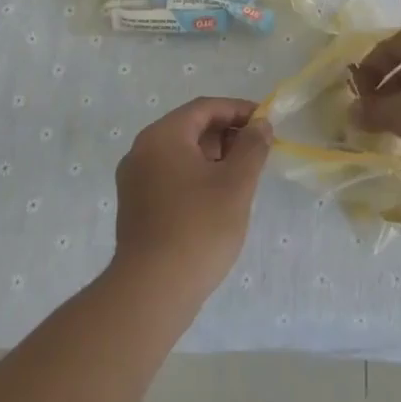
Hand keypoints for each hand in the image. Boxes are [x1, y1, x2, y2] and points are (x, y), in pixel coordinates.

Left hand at [113, 97, 272, 301]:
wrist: (151, 293)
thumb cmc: (198, 228)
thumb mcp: (236, 183)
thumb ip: (252, 146)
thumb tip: (260, 125)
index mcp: (162, 136)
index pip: (205, 108)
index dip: (238, 110)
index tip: (266, 123)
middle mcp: (142, 150)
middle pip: (190, 128)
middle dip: (226, 134)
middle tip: (256, 152)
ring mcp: (134, 180)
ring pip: (180, 153)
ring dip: (213, 157)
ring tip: (241, 177)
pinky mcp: (135, 206)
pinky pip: (170, 175)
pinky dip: (196, 176)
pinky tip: (217, 199)